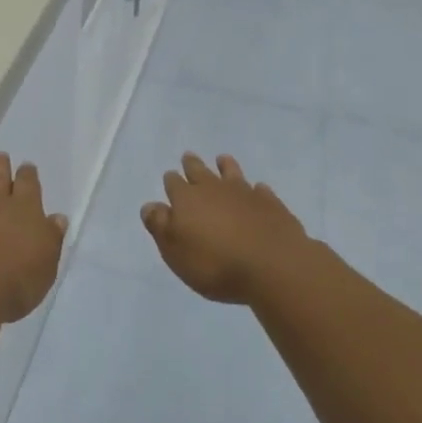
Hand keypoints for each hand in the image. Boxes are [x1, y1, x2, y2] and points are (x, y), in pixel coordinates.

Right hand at [141, 153, 311, 303]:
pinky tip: (257, 190)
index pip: (174, 184)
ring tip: (222, 160)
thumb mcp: (175, 252)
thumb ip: (160, 226)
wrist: (272, 265)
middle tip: (188, 157)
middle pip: (199, 171)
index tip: (170, 177)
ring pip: (231, 172)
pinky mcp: (270, 203)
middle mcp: (214, 189)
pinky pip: (260, 190)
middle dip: (191, 165)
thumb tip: (150, 205)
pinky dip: (256, 189)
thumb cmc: (215, 264)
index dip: (171, 181)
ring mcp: (244, 193)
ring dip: (225, 166)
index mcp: (187, 200)